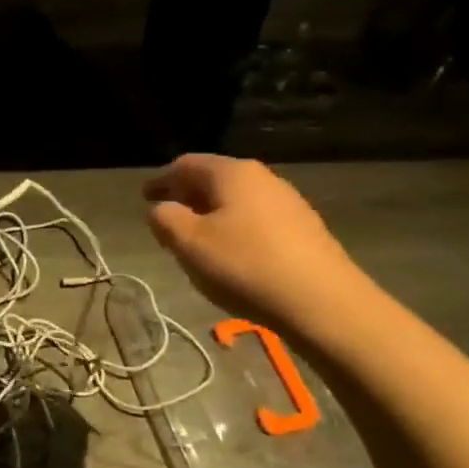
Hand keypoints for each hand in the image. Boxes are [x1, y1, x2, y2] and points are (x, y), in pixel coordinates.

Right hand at [143, 155, 365, 332]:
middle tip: (166, 216)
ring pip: (236, 200)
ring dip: (211, 214)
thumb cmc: (246, 265)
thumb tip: (161, 209)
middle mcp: (263, 178)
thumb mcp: (189, 243)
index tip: (144, 196)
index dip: (161, 179)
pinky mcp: (304, 230)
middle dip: (186, 196)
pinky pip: (256, 219)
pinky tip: (231, 253)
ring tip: (195, 238)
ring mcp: (288, 203)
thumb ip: (165, 219)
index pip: (186, 165)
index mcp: (232, 173)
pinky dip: (234, 228)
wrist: (324, 302)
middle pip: (214, 180)